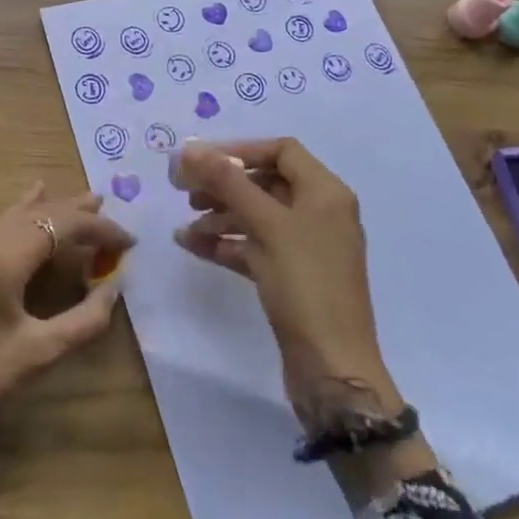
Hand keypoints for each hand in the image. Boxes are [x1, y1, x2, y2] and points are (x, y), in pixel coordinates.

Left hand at [0, 184, 132, 464]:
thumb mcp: (35, 354)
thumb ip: (82, 320)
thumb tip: (115, 288)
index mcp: (3, 256)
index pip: (62, 225)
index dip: (99, 230)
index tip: (128, 242)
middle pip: (41, 212)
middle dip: (78, 213)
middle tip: (112, 214)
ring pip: (18, 214)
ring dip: (53, 209)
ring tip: (86, 202)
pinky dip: (25, 213)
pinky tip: (33, 198)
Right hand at [172, 139, 404, 428]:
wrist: (333, 369)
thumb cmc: (305, 285)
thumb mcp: (266, 225)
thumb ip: (227, 182)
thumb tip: (189, 149)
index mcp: (325, 193)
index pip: (281, 151)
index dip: (240, 150)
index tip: (201, 160)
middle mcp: (320, 213)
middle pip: (266, 182)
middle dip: (224, 184)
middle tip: (184, 191)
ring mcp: (307, 247)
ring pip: (257, 216)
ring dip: (220, 215)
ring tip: (185, 224)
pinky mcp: (293, 277)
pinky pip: (255, 246)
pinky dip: (226, 243)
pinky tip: (192, 245)